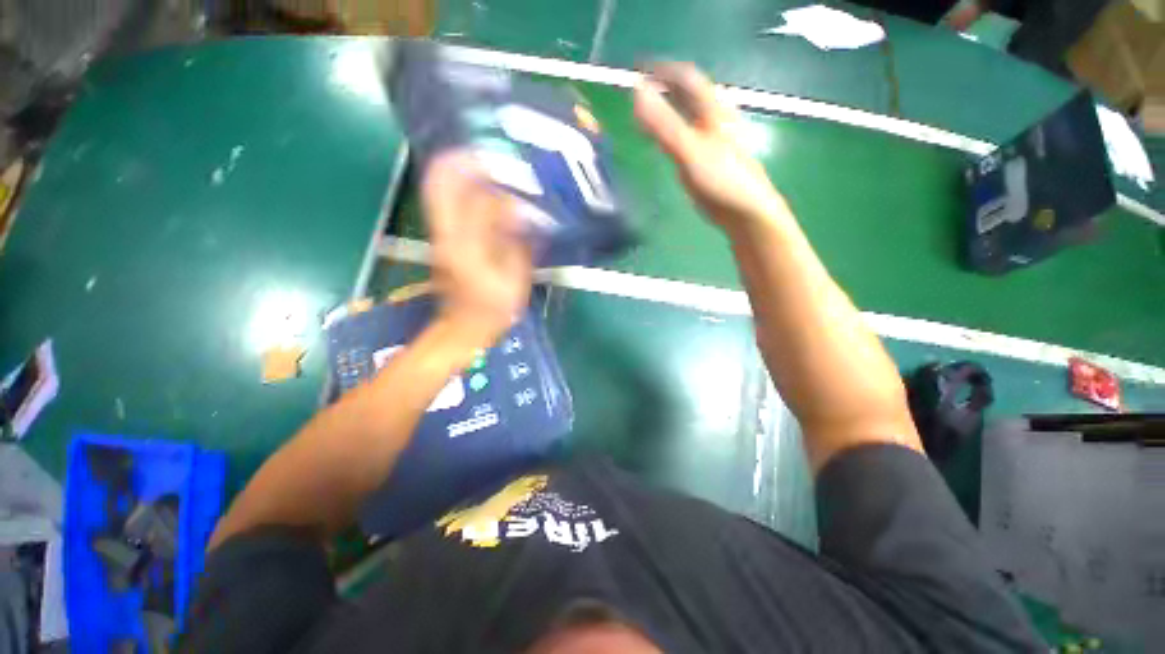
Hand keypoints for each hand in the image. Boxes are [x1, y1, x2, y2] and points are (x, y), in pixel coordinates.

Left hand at [422, 151, 532, 352]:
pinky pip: (443, 203)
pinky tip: (478, 188)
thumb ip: (517, 245)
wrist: (463, 328)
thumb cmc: (494, 309)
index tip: (515, 175)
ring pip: (438, 190)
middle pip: (440, 184)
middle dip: (461, 162)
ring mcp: (438, 235)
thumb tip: (520, 212)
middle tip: (486, 153)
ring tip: (483, 164)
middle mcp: (447, 235)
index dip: (499, 188)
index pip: (480, 203)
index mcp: (468, 248)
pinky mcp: (440, 239)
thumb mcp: (514, 281)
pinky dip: (457, 188)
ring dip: (458, 172)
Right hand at [634, 63, 788, 234]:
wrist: (745, 211)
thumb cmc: (721, 179)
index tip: (638, 70)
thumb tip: (636, 92)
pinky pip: (688, 138)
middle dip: (664, 89)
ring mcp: (713, 141)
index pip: (687, 78)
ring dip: (668, 110)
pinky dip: (672, 133)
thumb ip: (663, 124)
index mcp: (712, 110)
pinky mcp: (710, 161)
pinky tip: (665, 142)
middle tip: (639, 92)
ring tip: (647, 114)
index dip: (663, 70)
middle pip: (689, 96)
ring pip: (689, 117)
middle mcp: (714, 120)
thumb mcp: (689, 150)